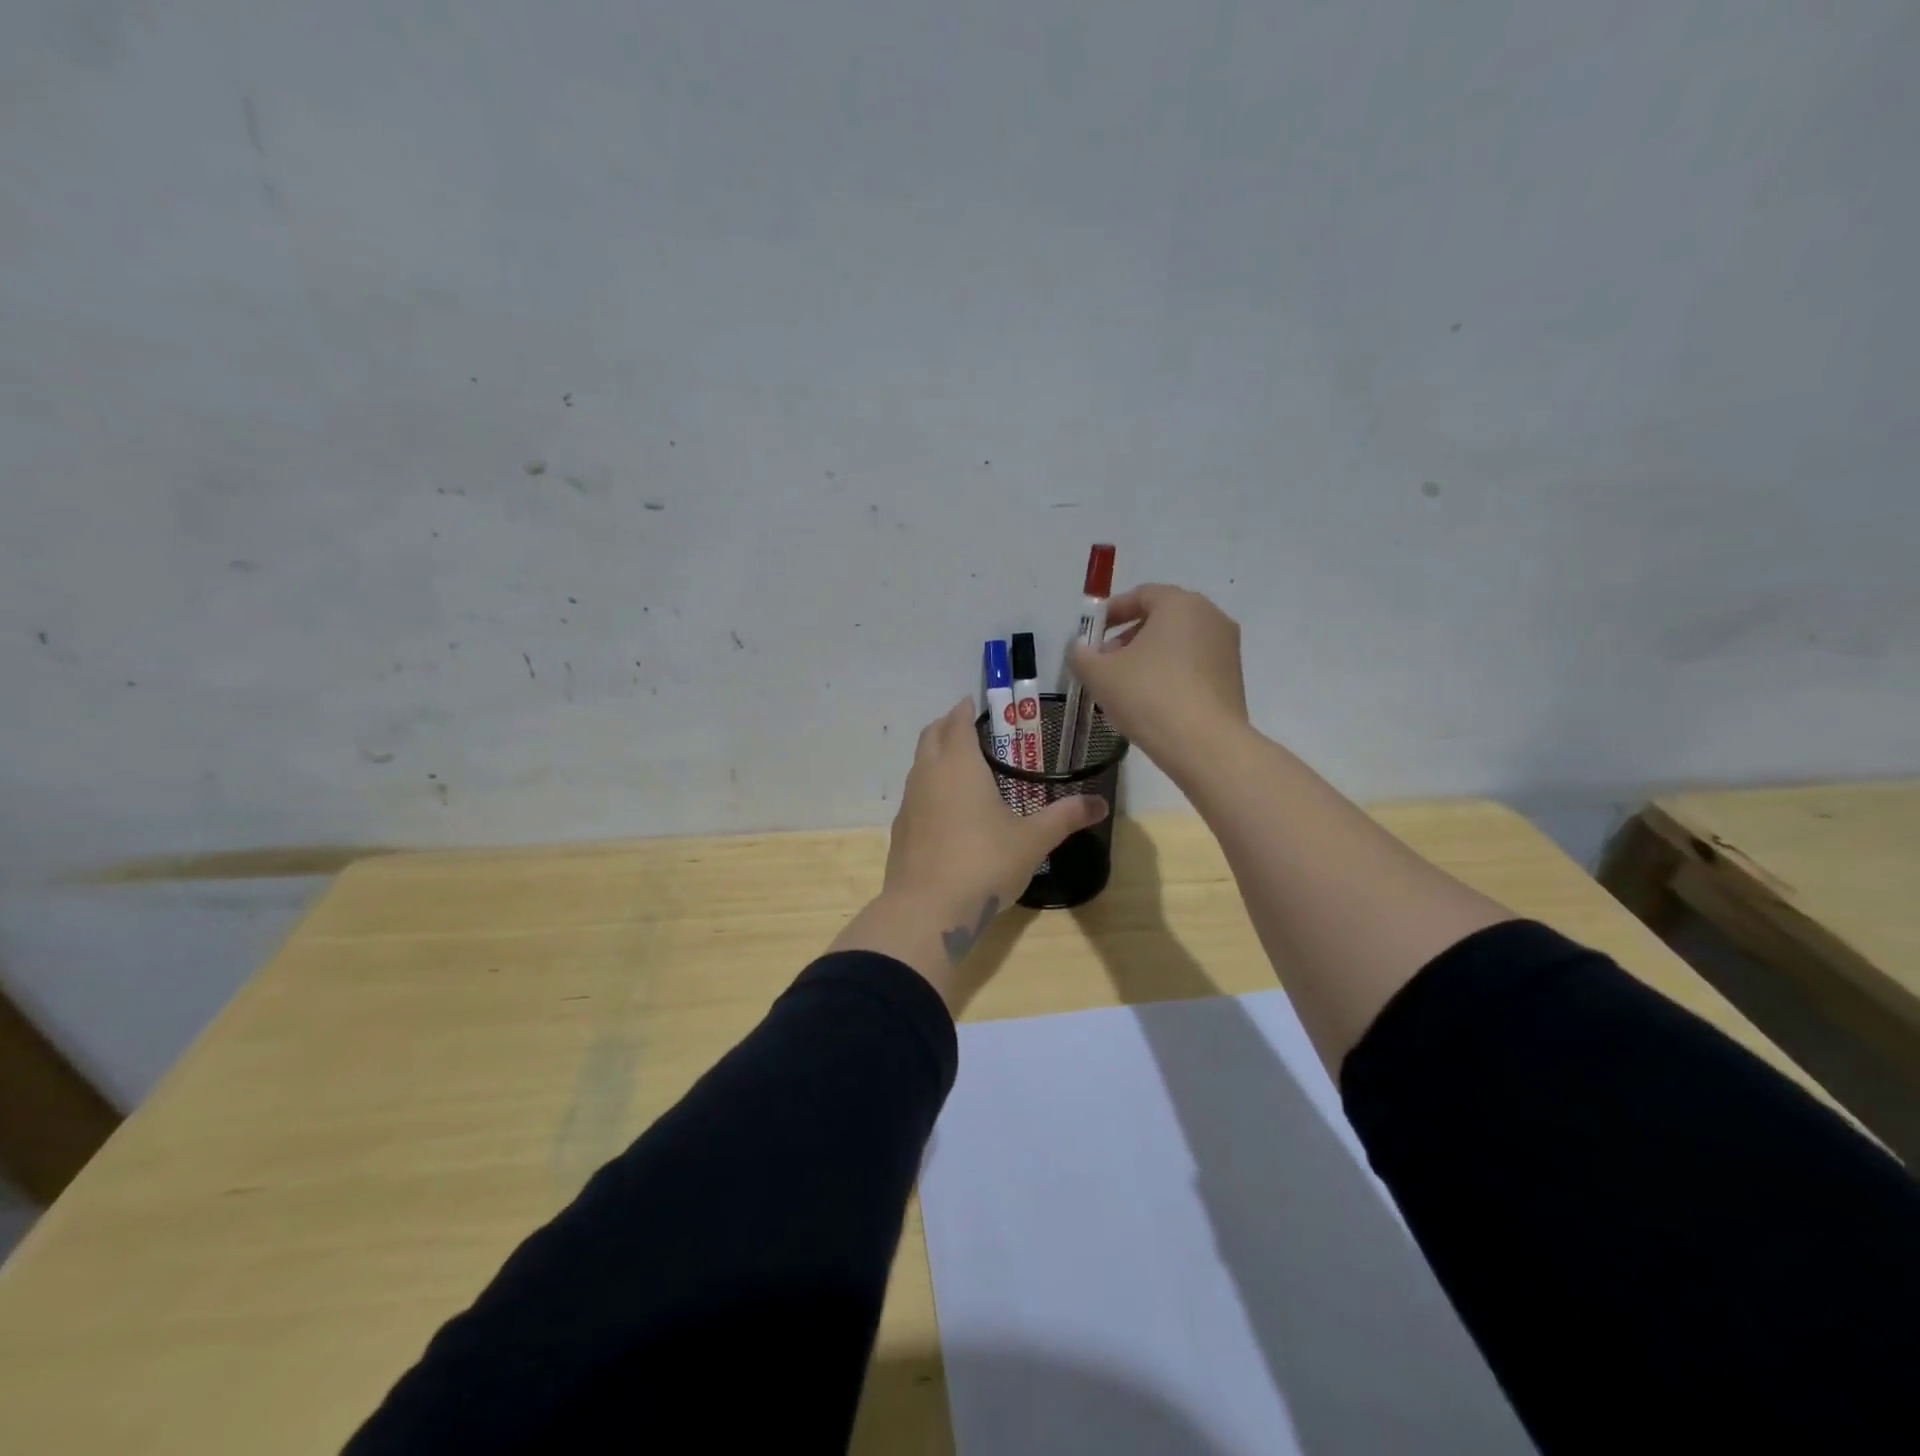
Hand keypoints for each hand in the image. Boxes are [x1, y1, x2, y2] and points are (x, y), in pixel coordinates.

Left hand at [826, 699, 1107, 1012]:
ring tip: (959, 765)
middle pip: (931, 736)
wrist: (927, 910)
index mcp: (960, 766)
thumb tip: (1100, 805)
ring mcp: (909, 802)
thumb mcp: (1032, 841)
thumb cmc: (983, 864)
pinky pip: (914, 794)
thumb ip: (1064, 817)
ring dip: (934, 755)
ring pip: (918, 764)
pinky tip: (945, 809)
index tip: (973, 704)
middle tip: (968, 727)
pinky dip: (928, 786)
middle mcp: (928, 775)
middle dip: (947, 725)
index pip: (958, 723)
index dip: (965, 710)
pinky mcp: (900, 829)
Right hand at [1066, 584, 1248, 778]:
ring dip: (1149, 657)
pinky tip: (1152, 702)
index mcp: (1180, 604)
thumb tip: (1080, 648)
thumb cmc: (1149, 696)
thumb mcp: (1100, 675)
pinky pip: (1194, 666)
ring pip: (1178, 644)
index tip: (1092, 634)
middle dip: (1129, 637)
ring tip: (1126, 687)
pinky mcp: (1233, 678)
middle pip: (1161, 618)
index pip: (1141, 595)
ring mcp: (1227, 648)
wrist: (1205, 745)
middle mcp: (1210, 617)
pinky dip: (1171, 674)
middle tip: (1105, 662)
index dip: (1111, 612)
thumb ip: (1081, 655)